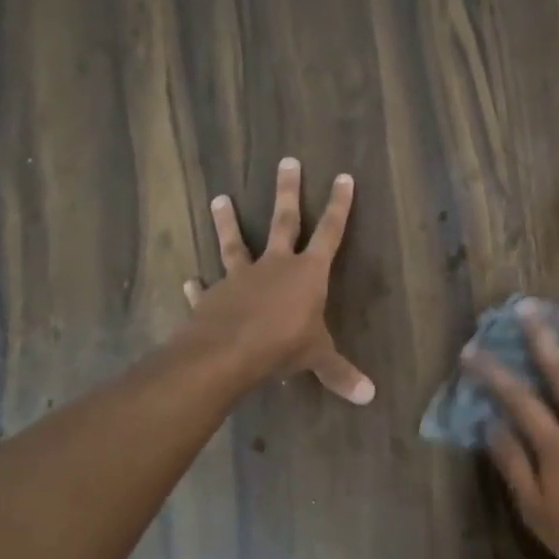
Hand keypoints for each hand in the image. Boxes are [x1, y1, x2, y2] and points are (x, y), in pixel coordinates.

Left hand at [180, 158, 374, 404]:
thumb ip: (341, 374)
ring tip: (218, 197)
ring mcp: (240, 277)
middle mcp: (275, 266)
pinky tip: (188, 280)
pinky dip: (198, 285)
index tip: (343, 177)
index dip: (339, 206)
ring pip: (235, 243)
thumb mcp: (318, 359)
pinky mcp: (213, 296)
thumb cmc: (282, 346)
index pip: (330, 233)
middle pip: (284, 221)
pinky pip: (205, 288)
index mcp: (308, 274)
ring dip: (227, 221)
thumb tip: (370, 397)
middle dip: (288, 192)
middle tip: (286, 161)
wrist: (227, 353)